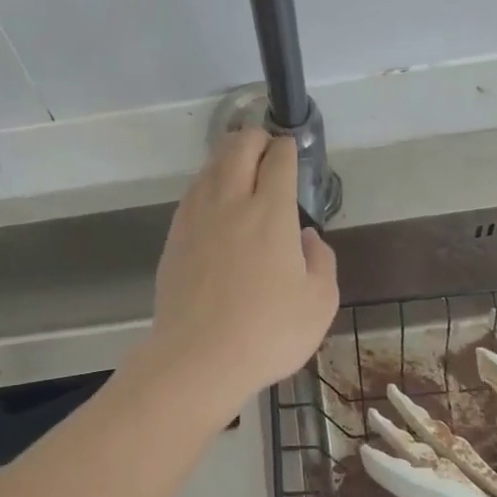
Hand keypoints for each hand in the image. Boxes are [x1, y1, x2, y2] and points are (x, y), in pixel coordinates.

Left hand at [136, 128, 338, 423]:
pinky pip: (192, 193)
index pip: (278, 160)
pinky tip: (213, 199)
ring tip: (239, 164)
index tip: (292, 150)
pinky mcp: (174, 238)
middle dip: (255, 137)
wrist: (198, 359)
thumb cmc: (268, 333)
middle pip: (238, 148)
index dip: (288, 148)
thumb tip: (306, 237)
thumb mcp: (320, 302)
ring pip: (210, 167)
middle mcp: (231, 203)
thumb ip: (321, 260)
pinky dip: (207, 183)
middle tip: (266, 146)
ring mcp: (196, 218)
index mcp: (271, 213)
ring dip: (227, 156)